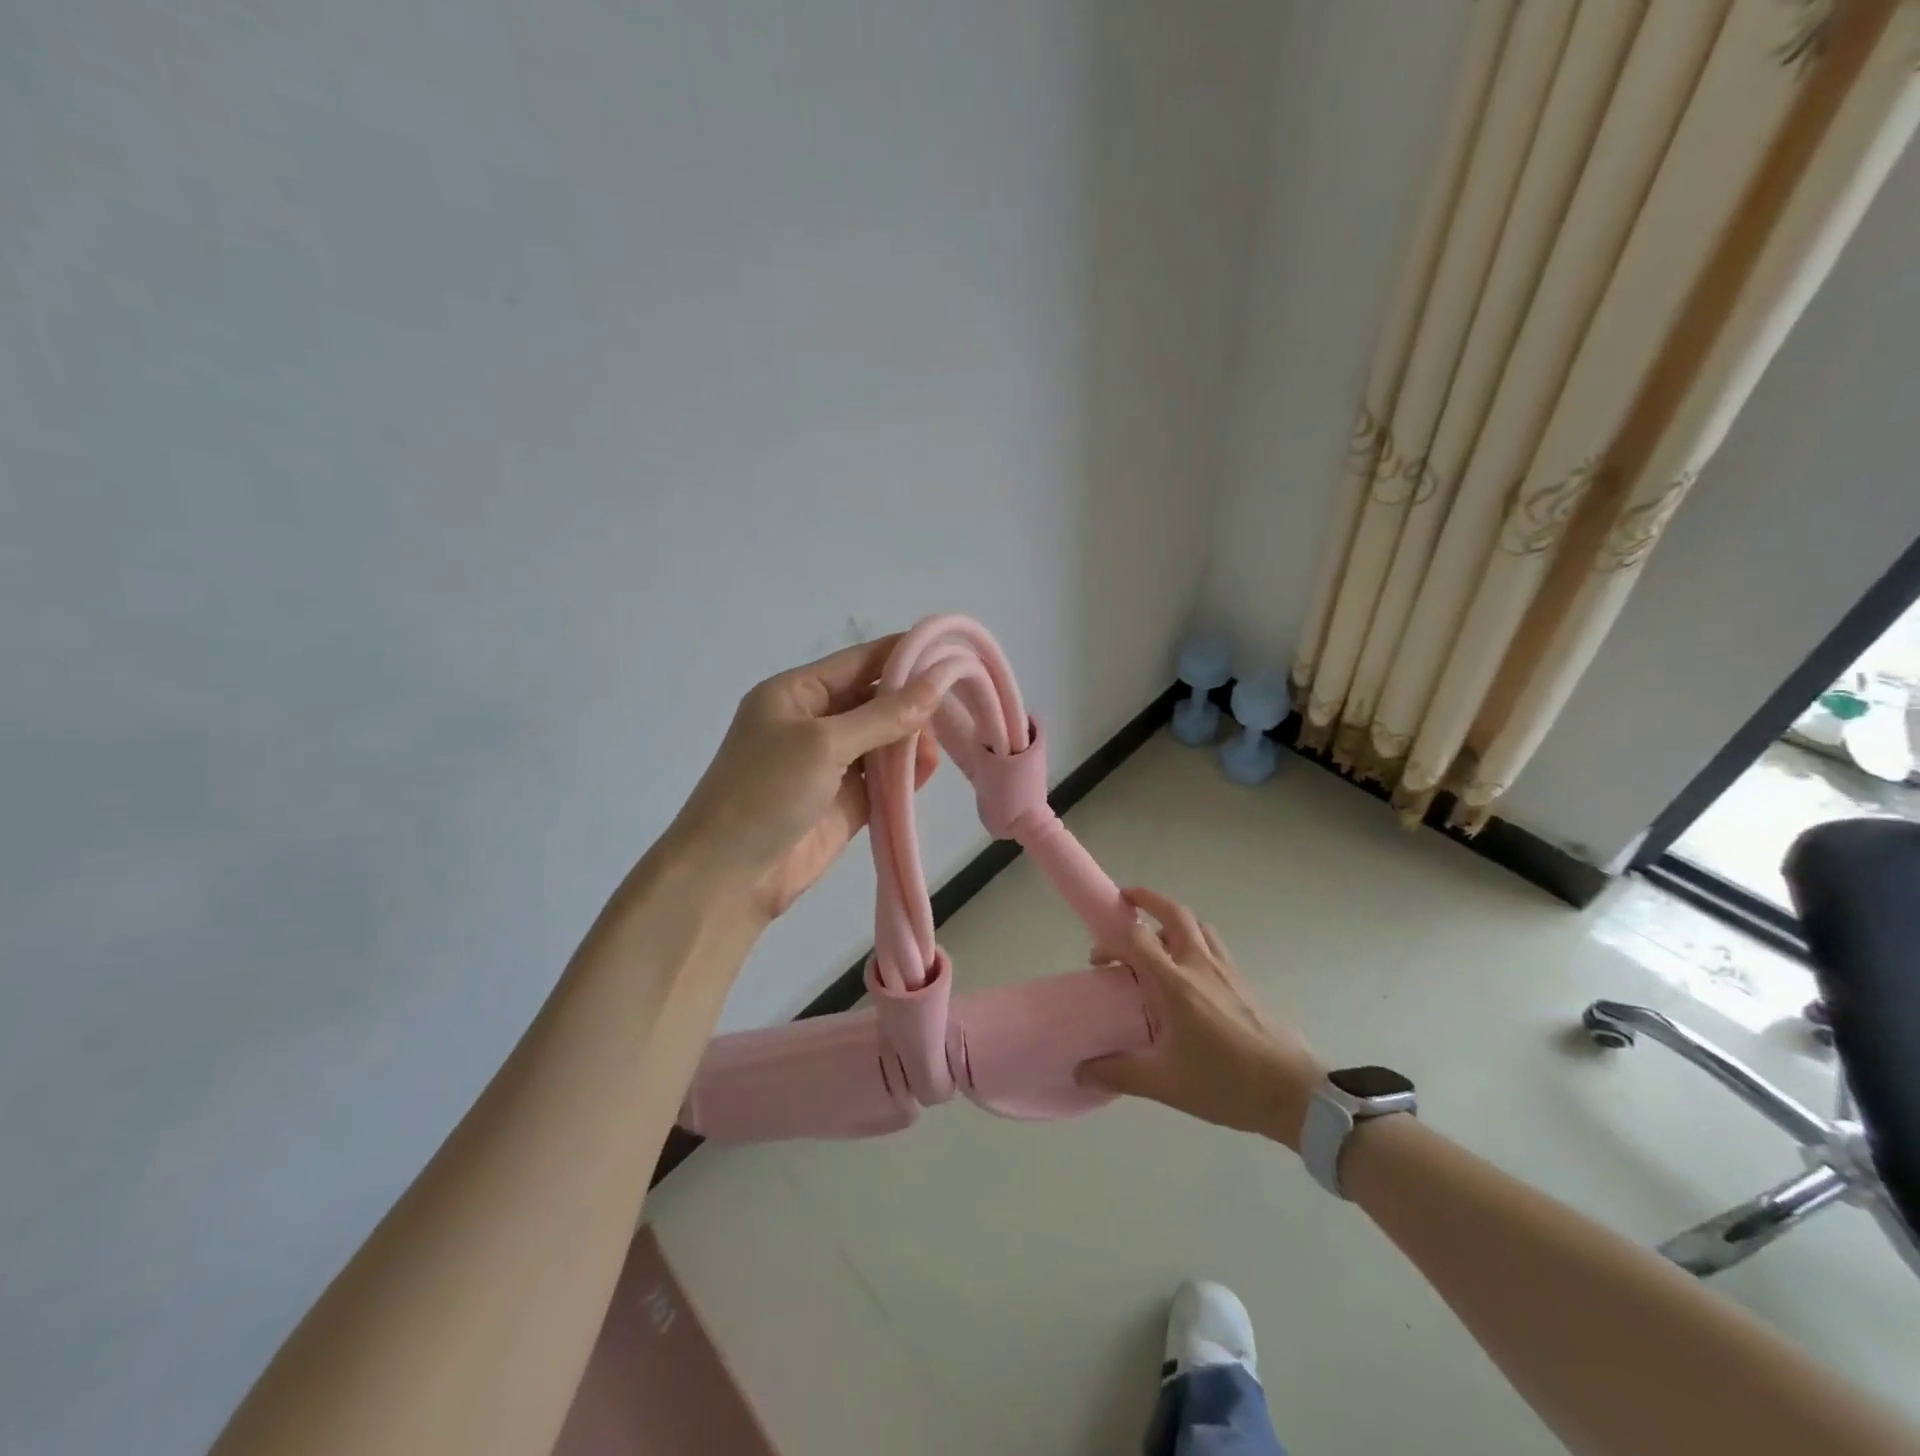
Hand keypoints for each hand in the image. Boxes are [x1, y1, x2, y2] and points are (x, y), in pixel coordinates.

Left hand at [667, 634, 941, 923]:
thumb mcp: (824, 742)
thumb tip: (939, 681)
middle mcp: (815, 722)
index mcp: (797, 693)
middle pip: (876, 700)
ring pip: (884, 740)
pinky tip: (928, 772)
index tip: (953, 655)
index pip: (861, 661)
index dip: (904, 655)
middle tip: (955, 710)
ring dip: (912, 742)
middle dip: (913, 703)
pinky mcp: (846, 802)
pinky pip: (884, 779)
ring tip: (935, 752)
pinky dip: (906, 775)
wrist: (728, 876)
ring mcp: (831, 764)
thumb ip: (885, 715)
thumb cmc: (766, 792)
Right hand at [1077, 888, 1324, 1150]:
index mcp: (1176, 984)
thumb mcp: (1165, 1084)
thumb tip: (1082, 1071)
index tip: (1098, 960)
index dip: (1111, 941)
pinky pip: (1214, 944)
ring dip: (1173, 920)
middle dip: (1147, 899)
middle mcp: (1200, 965)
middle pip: (1173, 913)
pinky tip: (1190, 972)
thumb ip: (1119, 1072)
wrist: (1295, 1092)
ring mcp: (1226, 969)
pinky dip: (1195, 940)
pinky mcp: (1244, 980)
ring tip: (1157, 940)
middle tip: (1126, 901)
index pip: (1136, 940)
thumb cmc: (1226, 1083)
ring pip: (1197, 925)